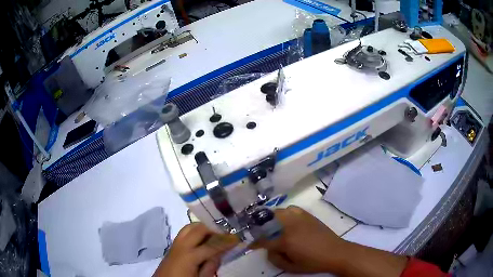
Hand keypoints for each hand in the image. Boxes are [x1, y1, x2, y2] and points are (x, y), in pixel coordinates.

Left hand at [153, 222, 237, 276]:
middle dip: (214, 228)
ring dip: (203, 227)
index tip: (237, 237)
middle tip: (227, 231)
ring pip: (190, 227)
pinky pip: (184, 232)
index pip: (212, 245)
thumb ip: (211, 265)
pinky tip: (203, 237)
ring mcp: (175, 244)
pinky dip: (195, 231)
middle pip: (199, 229)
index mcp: (189, 256)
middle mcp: (181, 245)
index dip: (225, 241)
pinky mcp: (173, 245)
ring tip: (215, 232)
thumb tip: (219, 253)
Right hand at [252, 206, 347, 273]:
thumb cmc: (313, 263)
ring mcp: (300, 218)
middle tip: (263, 233)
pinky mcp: (309, 216)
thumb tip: (268, 250)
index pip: (264, 240)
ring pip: (282, 211)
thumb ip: (275, 259)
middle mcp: (291, 226)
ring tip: (275, 225)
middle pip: (270, 219)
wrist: (335, 252)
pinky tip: (289, 221)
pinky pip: (293, 209)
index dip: (255, 243)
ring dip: (274, 217)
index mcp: (286, 241)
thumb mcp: (291, 267)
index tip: (250, 245)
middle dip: (263, 225)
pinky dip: (287, 212)